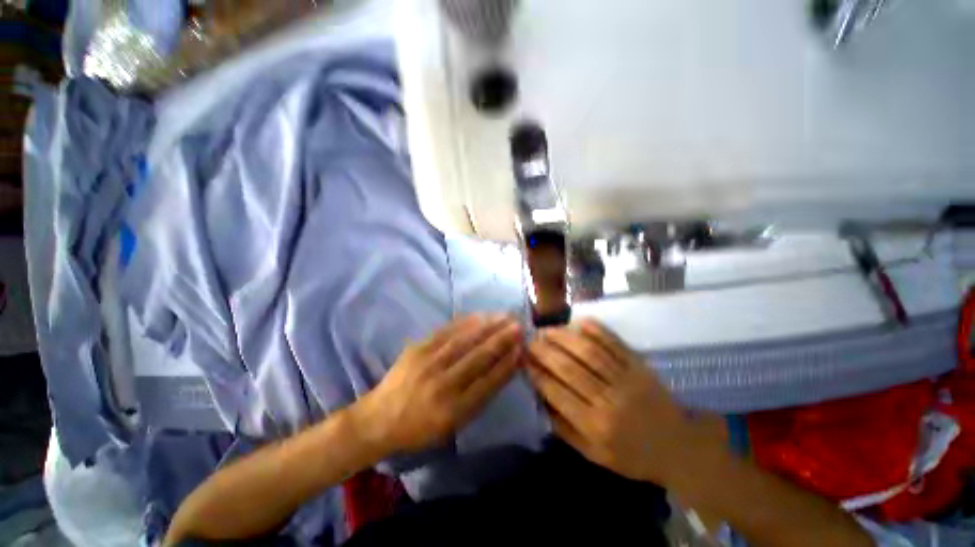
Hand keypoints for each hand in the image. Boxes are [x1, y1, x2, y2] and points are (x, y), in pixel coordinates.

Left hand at [358, 315, 522, 454]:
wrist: (380, 417)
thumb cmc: (420, 427)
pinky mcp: (418, 348)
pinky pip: (447, 331)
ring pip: (465, 340)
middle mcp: (442, 385)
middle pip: (478, 357)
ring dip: (487, 326)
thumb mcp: (453, 425)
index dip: (507, 364)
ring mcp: (428, 363)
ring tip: (505, 316)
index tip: (522, 349)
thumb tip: (503, 369)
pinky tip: (480, 315)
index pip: (488, 382)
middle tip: (519, 325)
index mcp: (453, 410)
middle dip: (502, 340)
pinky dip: (467, 322)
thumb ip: (479, 398)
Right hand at [527, 320, 726, 485]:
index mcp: (595, 426)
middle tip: (529, 341)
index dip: (536, 373)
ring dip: (563, 336)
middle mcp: (608, 399)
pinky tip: (577, 323)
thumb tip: (540, 396)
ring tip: (546, 330)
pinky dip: (594, 329)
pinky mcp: (639, 365)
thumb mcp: (594, 454)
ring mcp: (626, 378)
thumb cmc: (632, 454)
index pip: (556, 392)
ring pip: (588, 351)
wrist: (679, 447)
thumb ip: (564, 427)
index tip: (522, 360)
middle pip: (569, 367)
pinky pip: (613, 342)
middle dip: (544, 351)